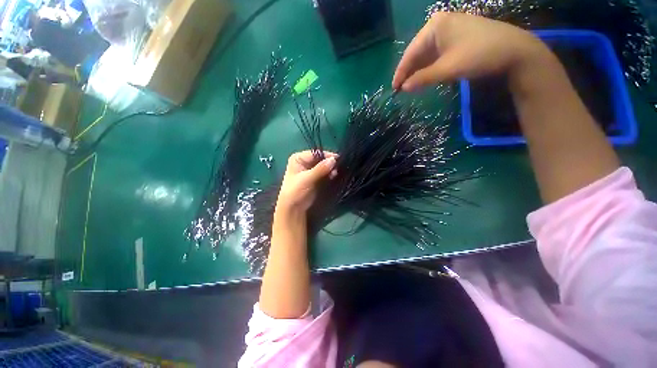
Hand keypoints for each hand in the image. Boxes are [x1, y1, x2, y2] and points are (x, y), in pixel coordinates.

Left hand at [276, 151, 337, 213]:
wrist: (294, 209)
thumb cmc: (296, 191)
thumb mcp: (307, 179)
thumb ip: (320, 169)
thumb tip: (333, 160)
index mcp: (299, 158)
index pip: (316, 153)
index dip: (327, 155)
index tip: (338, 160)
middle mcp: (305, 162)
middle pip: (321, 159)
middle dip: (330, 163)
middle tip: (339, 168)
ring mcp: (312, 170)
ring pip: (325, 166)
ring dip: (332, 169)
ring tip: (337, 174)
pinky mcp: (317, 178)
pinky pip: (326, 173)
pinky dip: (331, 174)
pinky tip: (335, 176)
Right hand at [392, 12, 548, 90]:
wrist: (514, 51)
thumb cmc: (479, 55)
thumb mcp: (447, 69)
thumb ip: (422, 79)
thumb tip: (403, 88)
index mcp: (434, 26)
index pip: (410, 53)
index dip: (400, 73)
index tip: (394, 89)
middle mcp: (439, 24)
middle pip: (417, 52)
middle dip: (409, 72)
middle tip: (401, 89)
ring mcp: (449, 29)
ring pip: (427, 53)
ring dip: (419, 70)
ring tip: (411, 86)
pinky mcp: (457, 37)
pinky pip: (437, 53)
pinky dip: (430, 66)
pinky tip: (426, 76)